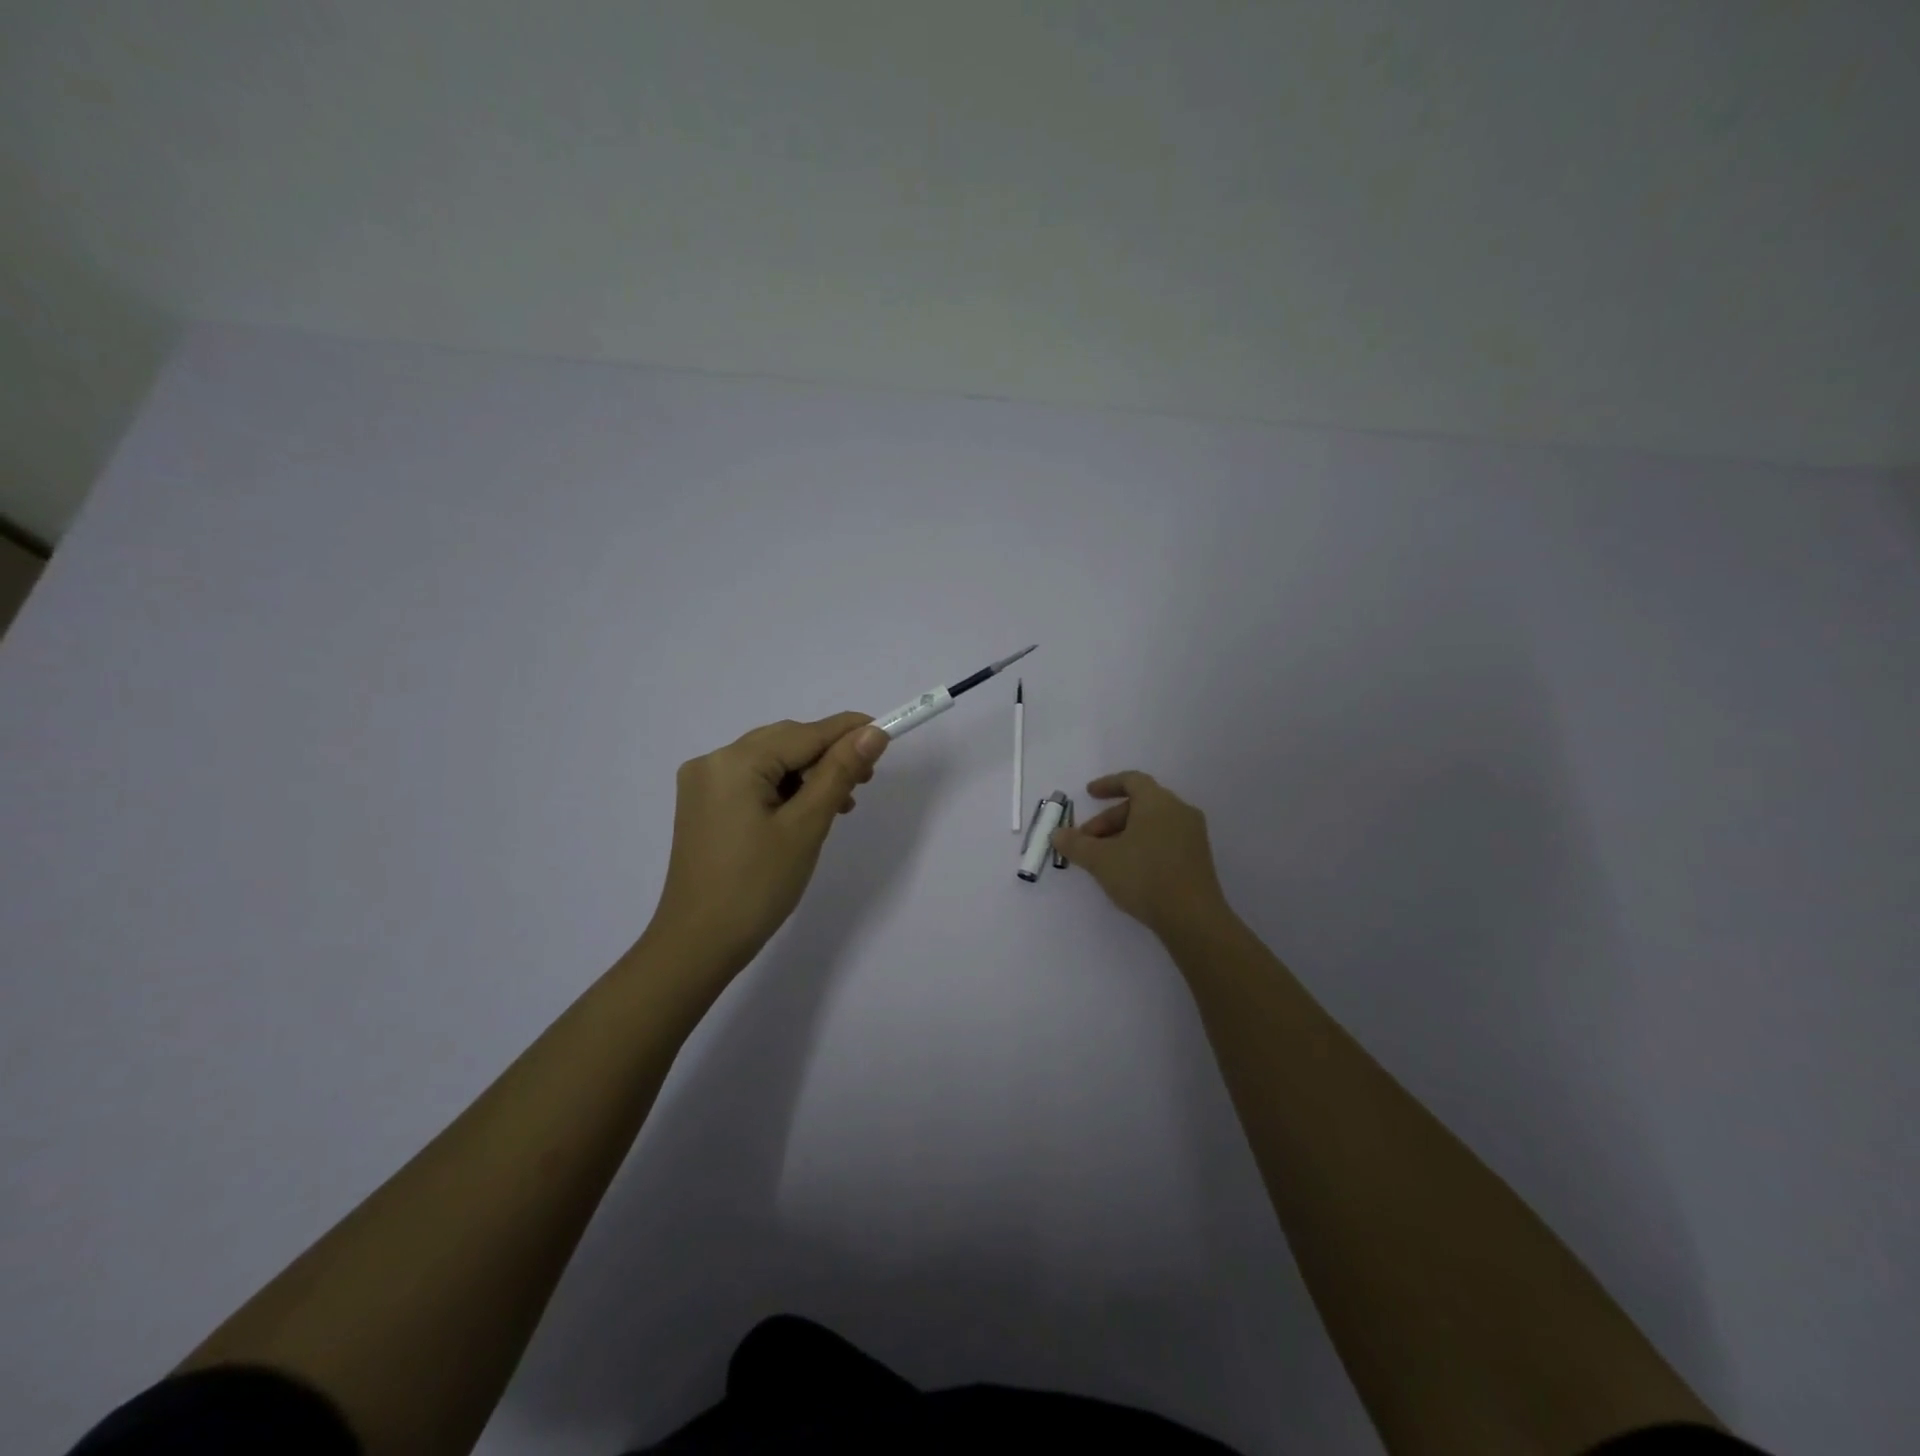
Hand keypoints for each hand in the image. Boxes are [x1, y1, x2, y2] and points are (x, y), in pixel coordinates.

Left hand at [645, 712, 889, 976]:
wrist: (698, 945)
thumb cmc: (756, 887)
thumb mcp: (806, 826)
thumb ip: (839, 773)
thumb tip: (872, 733)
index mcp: (734, 762)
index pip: (803, 733)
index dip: (846, 731)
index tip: (885, 732)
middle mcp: (712, 762)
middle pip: (784, 743)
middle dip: (827, 756)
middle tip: (865, 781)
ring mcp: (703, 785)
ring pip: (770, 763)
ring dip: (808, 775)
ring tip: (840, 804)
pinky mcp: (704, 807)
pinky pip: (753, 782)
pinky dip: (784, 791)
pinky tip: (806, 813)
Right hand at [1052, 771, 1232, 939]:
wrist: (1192, 918)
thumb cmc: (1144, 876)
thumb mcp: (1101, 860)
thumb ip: (1076, 844)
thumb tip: (1057, 834)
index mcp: (1158, 802)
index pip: (1131, 780)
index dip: (1107, 784)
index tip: (1089, 795)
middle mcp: (1179, 811)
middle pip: (1139, 804)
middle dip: (1109, 820)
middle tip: (1087, 841)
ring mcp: (1193, 835)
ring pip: (1152, 824)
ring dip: (1124, 834)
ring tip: (1104, 859)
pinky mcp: (1198, 858)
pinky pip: (1165, 840)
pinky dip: (1142, 845)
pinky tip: (1128, 870)